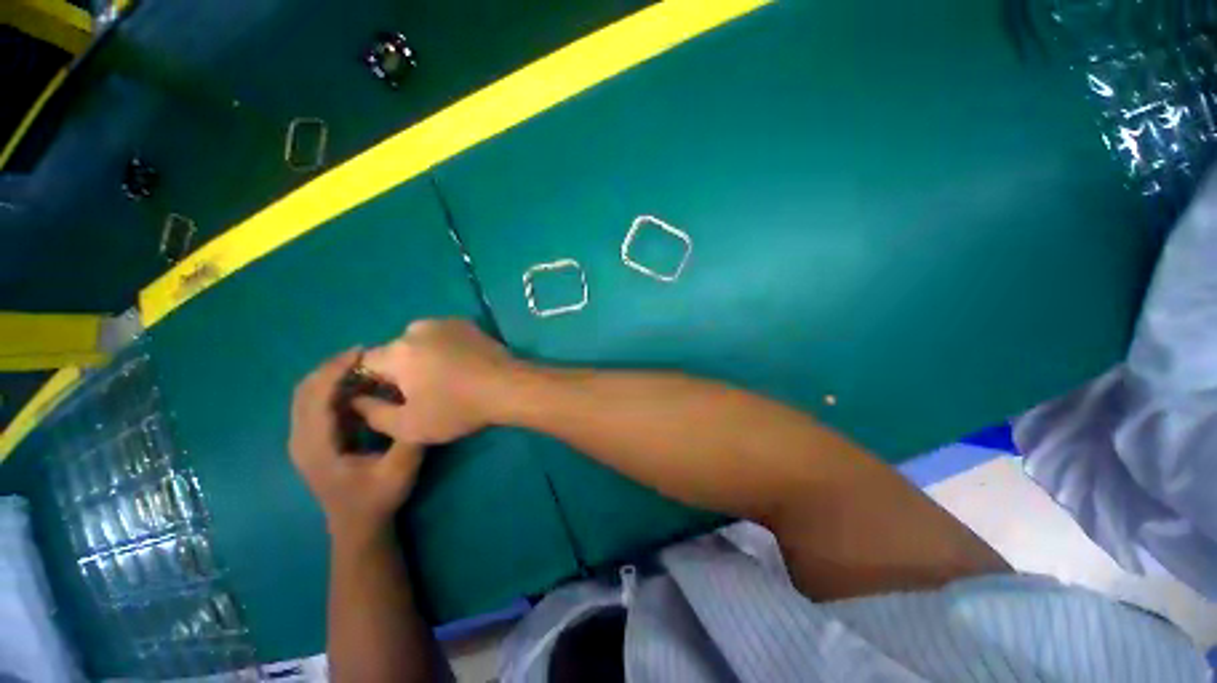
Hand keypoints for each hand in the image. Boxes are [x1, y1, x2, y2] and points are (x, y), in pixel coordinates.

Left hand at [289, 350, 423, 539]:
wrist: (357, 526)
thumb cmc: (377, 498)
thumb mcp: (401, 470)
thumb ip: (409, 437)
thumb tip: (419, 402)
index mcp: (317, 446)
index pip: (316, 397)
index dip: (336, 370)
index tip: (363, 351)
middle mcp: (301, 439)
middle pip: (305, 391)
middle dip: (332, 367)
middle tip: (366, 354)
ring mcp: (304, 440)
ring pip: (307, 395)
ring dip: (332, 376)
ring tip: (365, 365)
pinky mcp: (313, 440)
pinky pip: (315, 404)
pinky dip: (333, 388)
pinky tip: (360, 386)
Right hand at [357, 319, 518, 444]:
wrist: (508, 387)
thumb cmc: (457, 408)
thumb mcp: (409, 426)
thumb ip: (373, 414)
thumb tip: (358, 400)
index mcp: (397, 351)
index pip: (366, 363)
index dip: (373, 382)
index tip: (390, 398)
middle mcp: (417, 329)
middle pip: (395, 351)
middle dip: (401, 369)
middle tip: (422, 391)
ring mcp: (446, 322)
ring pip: (420, 341)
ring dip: (424, 356)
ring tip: (446, 378)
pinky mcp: (468, 324)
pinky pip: (444, 336)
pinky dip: (445, 348)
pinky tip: (462, 365)